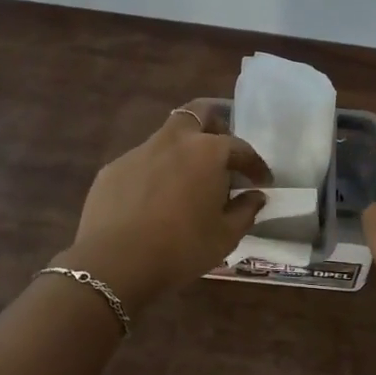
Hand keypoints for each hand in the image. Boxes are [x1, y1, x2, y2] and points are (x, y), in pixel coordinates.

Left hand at [58, 101, 270, 313]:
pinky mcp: (112, 169)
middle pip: (198, 112)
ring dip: (183, 150)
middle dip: (216, 122)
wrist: (115, 262)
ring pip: (167, 137)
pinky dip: (156, 172)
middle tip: (223, 149)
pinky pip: (142, 162)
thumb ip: (245, 211)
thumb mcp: (225, 237)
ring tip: (190, 180)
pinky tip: (155, 198)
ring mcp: (138, 151)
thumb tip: (255, 196)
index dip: (255, 164)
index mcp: (206, 152)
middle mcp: (173, 140)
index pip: (239, 147)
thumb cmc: (181, 248)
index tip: (262, 181)